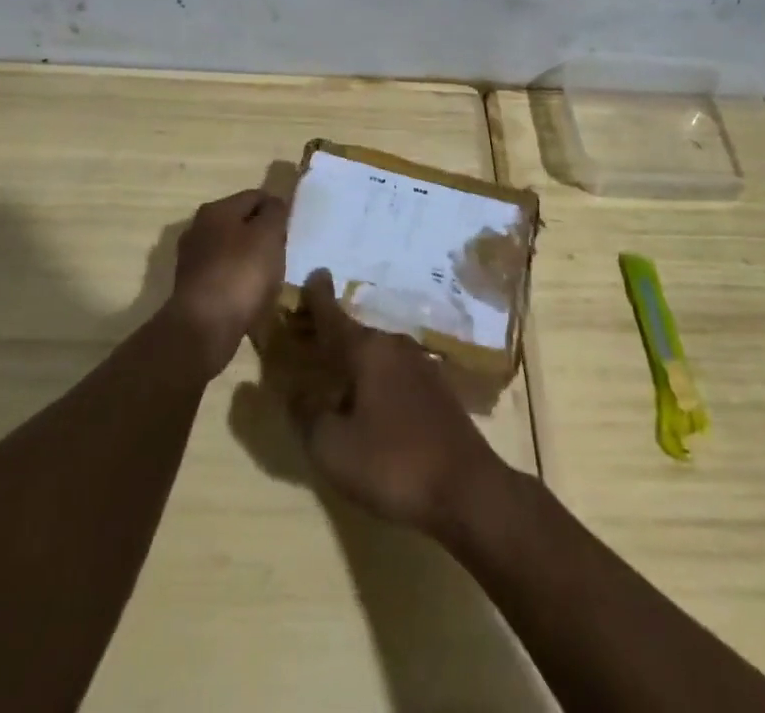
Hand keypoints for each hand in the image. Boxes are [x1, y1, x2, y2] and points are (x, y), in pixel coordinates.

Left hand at [168, 188, 289, 377]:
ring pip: (231, 249)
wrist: (204, 328)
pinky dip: (237, 280)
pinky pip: (222, 274)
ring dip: (249, 259)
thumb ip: (275, 213)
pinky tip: (249, 296)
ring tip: (269, 278)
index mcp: (216, 209)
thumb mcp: (268, 235)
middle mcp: (198, 228)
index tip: (291, 230)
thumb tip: (274, 203)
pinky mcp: (191, 287)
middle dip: (262, 234)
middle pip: (240, 222)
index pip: (255, 196)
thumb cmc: (240, 274)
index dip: (276, 208)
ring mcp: (192, 258)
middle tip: (282, 254)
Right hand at [283, 269, 504, 533]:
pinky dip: (377, 377)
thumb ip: (307, 415)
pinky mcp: (438, 390)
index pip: (333, 314)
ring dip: (355, 359)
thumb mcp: (333, 448)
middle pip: (355, 333)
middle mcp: (394, 346)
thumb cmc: (393, 464)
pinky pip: (395, 372)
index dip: (318, 295)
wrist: (469, 491)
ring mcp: (421, 366)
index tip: (313, 272)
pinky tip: (371, 402)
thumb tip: (295, 391)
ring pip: (377, 354)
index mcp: (367, 350)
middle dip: (332, 335)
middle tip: (310, 339)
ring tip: (336, 374)